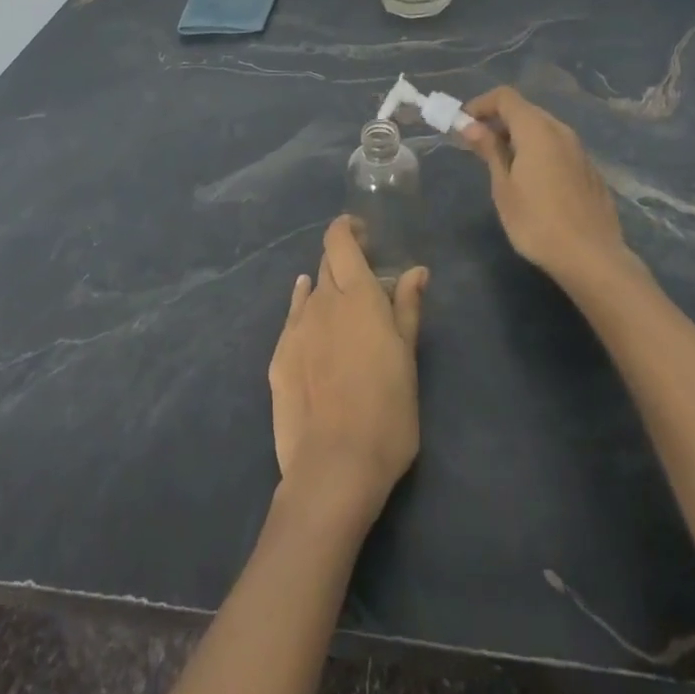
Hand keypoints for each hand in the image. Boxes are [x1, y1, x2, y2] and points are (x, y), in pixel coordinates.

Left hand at [268, 217, 428, 519]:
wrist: (333, 466)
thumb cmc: (386, 411)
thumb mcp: (407, 358)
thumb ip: (406, 308)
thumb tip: (415, 270)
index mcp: (357, 295)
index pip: (340, 240)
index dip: (347, 228)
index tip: (364, 233)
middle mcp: (322, 301)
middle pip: (327, 263)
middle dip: (343, 259)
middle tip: (363, 276)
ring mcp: (296, 328)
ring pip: (310, 291)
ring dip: (326, 288)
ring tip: (342, 304)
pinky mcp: (279, 357)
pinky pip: (293, 318)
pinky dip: (304, 308)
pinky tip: (311, 317)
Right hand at [462, 86, 630, 286]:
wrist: (592, 258)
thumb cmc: (537, 222)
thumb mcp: (503, 187)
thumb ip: (489, 150)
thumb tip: (471, 126)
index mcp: (537, 130)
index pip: (505, 97)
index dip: (480, 104)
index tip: (462, 124)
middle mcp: (561, 131)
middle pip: (525, 110)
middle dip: (498, 120)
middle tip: (477, 144)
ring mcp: (579, 150)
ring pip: (543, 129)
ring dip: (518, 136)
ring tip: (501, 164)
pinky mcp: (589, 170)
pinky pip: (558, 148)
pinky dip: (538, 151)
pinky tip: (532, 182)